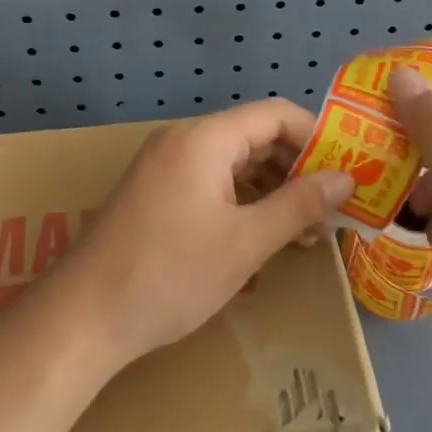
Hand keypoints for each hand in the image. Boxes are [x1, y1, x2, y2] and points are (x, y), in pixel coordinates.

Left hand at [51, 100, 356, 368]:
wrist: (84, 317)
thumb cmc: (171, 274)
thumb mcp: (246, 242)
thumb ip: (299, 204)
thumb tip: (347, 178)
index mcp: (205, 138)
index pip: (275, 114)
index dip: (317, 137)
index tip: (347, 173)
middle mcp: (183, 139)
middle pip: (255, 136)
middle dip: (297, 168)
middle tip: (331, 209)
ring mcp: (165, 165)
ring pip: (234, 161)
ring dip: (272, 188)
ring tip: (304, 230)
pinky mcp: (155, 191)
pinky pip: (210, 180)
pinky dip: (242, 199)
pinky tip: (262, 233)